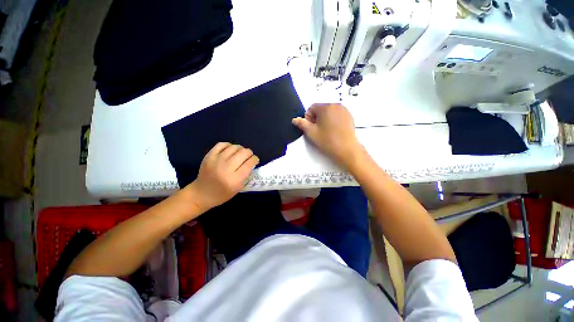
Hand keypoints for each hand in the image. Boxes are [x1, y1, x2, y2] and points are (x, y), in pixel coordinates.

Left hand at [187, 142, 258, 211]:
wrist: (201, 194)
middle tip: (248, 156)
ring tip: (240, 153)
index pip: (250, 163)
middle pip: (244, 153)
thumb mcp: (238, 188)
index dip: (255, 159)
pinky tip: (230, 150)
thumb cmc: (222, 194)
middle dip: (249, 153)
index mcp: (235, 179)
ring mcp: (216, 161)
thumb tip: (251, 162)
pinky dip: (229, 145)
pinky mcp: (209, 156)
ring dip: (240, 149)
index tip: (255, 160)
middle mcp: (226, 168)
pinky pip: (222, 144)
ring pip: (234, 147)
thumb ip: (246, 174)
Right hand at [292, 103, 362, 167]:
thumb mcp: (311, 132)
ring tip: (327, 131)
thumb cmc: (327, 140)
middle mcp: (336, 105)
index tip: (312, 128)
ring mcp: (344, 110)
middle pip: (321, 109)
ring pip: (329, 112)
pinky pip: (337, 115)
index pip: (312, 108)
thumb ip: (302, 124)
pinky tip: (334, 130)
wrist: (346, 149)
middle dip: (317, 118)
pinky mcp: (349, 116)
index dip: (309, 118)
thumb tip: (295, 119)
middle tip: (319, 130)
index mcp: (325, 107)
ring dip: (325, 119)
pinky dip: (333, 120)